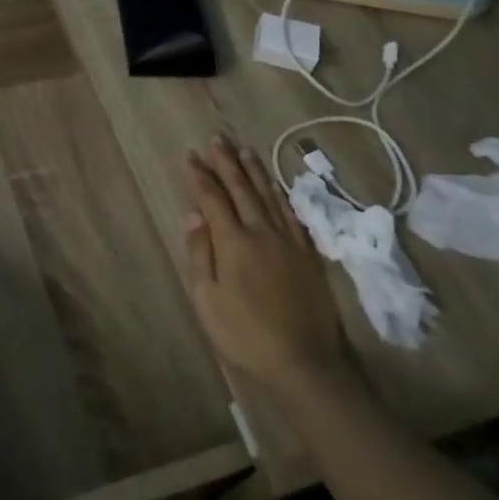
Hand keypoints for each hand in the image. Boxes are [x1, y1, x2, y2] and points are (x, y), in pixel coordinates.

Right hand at [183, 137, 352, 394]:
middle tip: (217, 139)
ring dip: (255, 171)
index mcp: (234, 242)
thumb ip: (201, 253)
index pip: (214, 198)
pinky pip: (292, 213)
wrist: (304, 360)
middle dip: (227, 162)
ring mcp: (289, 240)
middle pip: (242, 188)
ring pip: (269, 195)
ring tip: (245, 150)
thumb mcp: (208, 299)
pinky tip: (276, 186)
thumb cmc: (245, 333)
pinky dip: (281, 194)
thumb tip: (193, 213)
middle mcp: (262, 231)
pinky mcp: (308, 253)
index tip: (191, 156)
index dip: (201, 175)